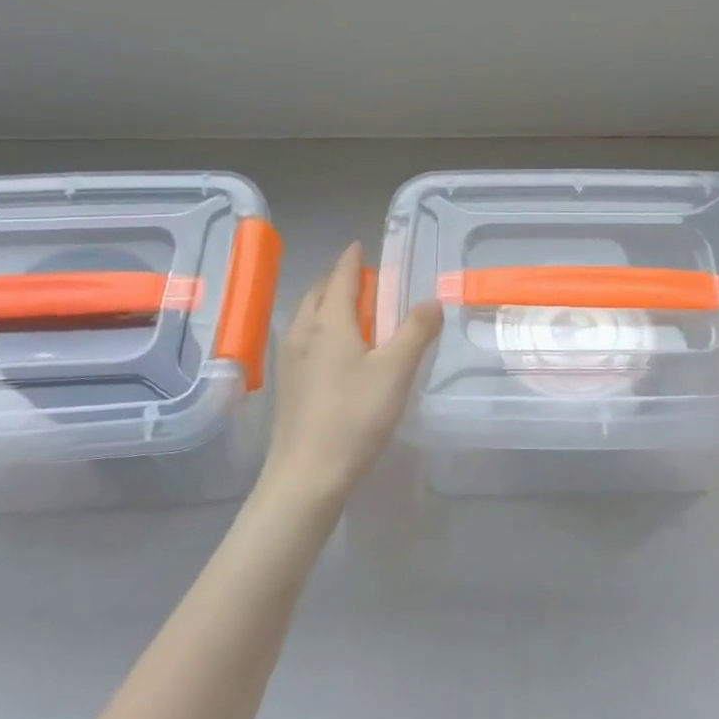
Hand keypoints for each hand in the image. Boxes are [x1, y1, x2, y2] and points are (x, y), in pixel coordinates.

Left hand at [260, 243, 442, 506]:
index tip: (358, 245)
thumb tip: (432, 300)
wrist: (307, 474)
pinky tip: (332, 350)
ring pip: (306, 316)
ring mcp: (289, 359)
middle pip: (317, 293)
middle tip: (359, 277)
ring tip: (349, 310)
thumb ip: (416, 331)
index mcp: (329, 322)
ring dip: (325, 304)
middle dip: (336, 279)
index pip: (340, 277)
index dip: (351, 259)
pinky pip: (302, 339)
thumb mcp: (396, 371)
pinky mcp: (286, 384)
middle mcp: (303, 332)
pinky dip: (318, 328)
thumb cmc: (355, 415)